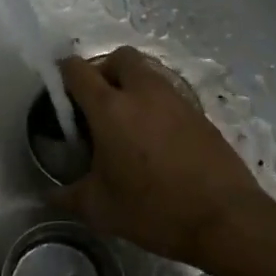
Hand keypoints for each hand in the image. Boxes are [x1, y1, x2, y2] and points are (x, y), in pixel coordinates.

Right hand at [55, 47, 272, 265]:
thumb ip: (67, 196)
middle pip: (119, 57)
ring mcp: (176, 100)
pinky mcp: (200, 113)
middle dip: (104, 70)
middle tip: (97, 103)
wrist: (226, 219)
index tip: (59, 93)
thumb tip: (49, 195)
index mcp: (110, 108)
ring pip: (148, 73)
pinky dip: (156, 104)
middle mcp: (143, 93)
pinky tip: (155, 139)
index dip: (62, 74)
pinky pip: (169, 94)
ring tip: (126, 122)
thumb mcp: (100, 209)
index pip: (77, 70)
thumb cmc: (154, 210)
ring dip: (132, 85)